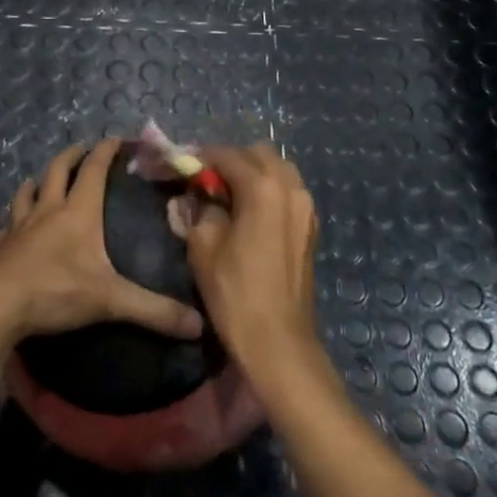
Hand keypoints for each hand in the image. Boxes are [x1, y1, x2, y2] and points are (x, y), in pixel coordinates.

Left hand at [0, 139, 204, 345]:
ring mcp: (19, 226)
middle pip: (58, 171)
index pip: (94, 170)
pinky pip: (8, 224)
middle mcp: (47, 210)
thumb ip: (153, 310)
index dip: (106, 152)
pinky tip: (13, 226)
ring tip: (42, 179)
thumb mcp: (110, 301)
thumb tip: (198, 325)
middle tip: (81, 149)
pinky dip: (14, 218)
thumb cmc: (55, 292)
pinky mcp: (0, 246)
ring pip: (28, 192)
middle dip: (72, 156)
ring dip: (38, 181)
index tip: (116, 139)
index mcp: (77, 212)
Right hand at [185, 144, 320, 375]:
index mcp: (262, 187)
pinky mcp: (311, 227)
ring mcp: (306, 207)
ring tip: (230, 198)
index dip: (202, 158)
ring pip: (278, 170)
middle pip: (259, 154)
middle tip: (209, 183)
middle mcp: (290, 187)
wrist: (278, 342)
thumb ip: (199, 209)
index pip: (227, 155)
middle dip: (232, 161)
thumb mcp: (203, 247)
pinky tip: (251, 215)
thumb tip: (200, 197)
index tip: (185, 168)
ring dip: (253, 174)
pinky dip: (269, 192)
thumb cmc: (235, 292)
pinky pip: (288, 192)